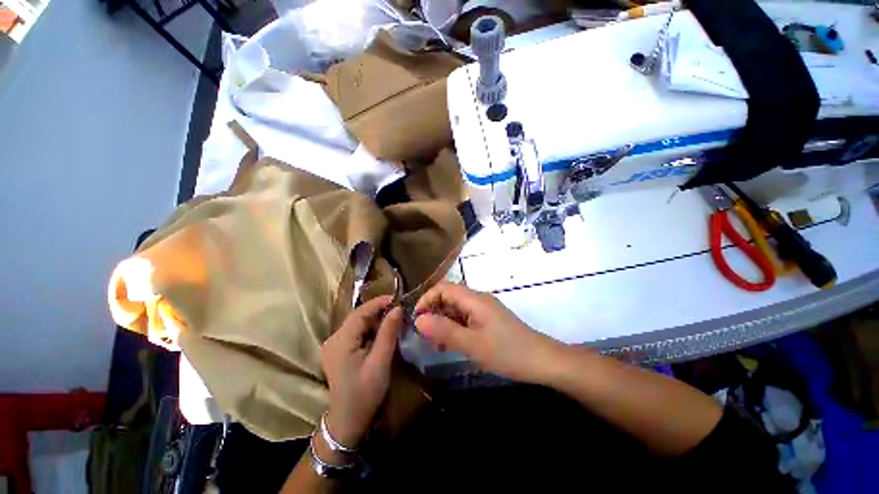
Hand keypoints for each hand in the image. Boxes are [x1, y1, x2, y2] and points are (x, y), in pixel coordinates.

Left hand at [321, 296, 402, 446]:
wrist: (348, 420)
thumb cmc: (365, 393)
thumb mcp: (380, 362)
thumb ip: (388, 333)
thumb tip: (397, 308)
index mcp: (340, 341)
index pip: (360, 312)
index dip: (378, 302)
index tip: (397, 298)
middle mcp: (333, 339)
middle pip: (357, 316)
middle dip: (378, 310)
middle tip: (398, 308)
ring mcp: (334, 344)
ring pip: (357, 323)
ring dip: (375, 318)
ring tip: (393, 317)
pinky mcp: (338, 350)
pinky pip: (356, 332)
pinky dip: (370, 328)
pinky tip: (382, 331)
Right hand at [414, 282, 563, 382]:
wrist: (541, 361)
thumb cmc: (507, 352)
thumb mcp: (472, 344)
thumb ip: (444, 330)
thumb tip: (418, 319)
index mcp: (474, 299)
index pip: (443, 288)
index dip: (427, 299)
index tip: (416, 318)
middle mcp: (478, 299)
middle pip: (449, 297)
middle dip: (433, 312)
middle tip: (424, 334)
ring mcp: (484, 309)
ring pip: (456, 308)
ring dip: (443, 321)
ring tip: (435, 343)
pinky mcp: (488, 319)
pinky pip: (465, 317)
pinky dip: (454, 327)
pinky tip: (450, 344)